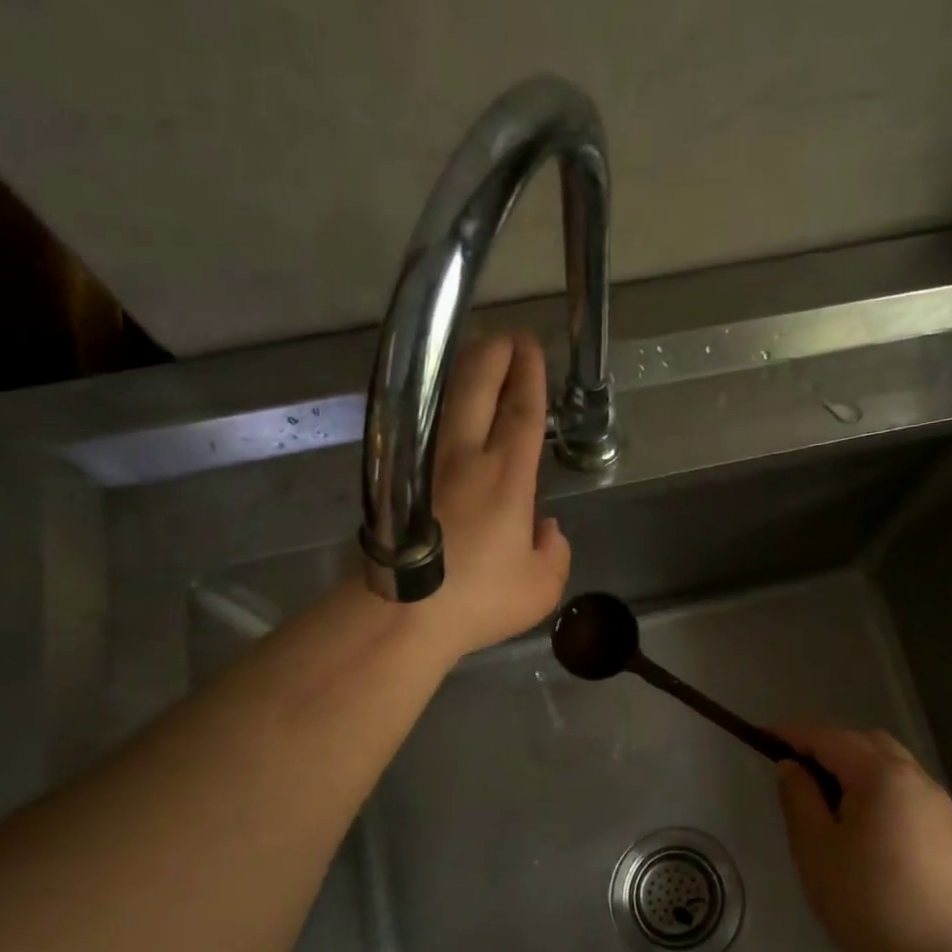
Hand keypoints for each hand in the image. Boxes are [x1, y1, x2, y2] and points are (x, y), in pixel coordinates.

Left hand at [411, 331, 571, 659]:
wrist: (402, 614)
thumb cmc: (477, 600)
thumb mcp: (540, 586)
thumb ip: (553, 551)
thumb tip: (544, 527)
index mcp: (506, 478)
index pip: (521, 411)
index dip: (529, 375)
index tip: (531, 347)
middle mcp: (464, 459)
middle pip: (475, 388)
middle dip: (493, 355)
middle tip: (506, 337)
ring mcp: (425, 466)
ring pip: (443, 401)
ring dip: (461, 372)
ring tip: (475, 356)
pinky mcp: (398, 482)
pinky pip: (421, 428)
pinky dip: (435, 406)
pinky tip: (440, 408)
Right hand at [772, 723, 951, 951]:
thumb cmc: (865, 901)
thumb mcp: (815, 847)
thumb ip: (799, 797)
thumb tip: (792, 766)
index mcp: (881, 774)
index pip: (829, 737)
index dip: (793, 733)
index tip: (762, 736)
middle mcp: (914, 776)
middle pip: (863, 741)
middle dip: (825, 744)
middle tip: (791, 764)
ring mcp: (935, 801)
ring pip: (887, 761)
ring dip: (852, 762)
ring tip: (821, 790)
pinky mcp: (943, 826)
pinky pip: (902, 784)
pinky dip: (873, 781)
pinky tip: (856, 813)